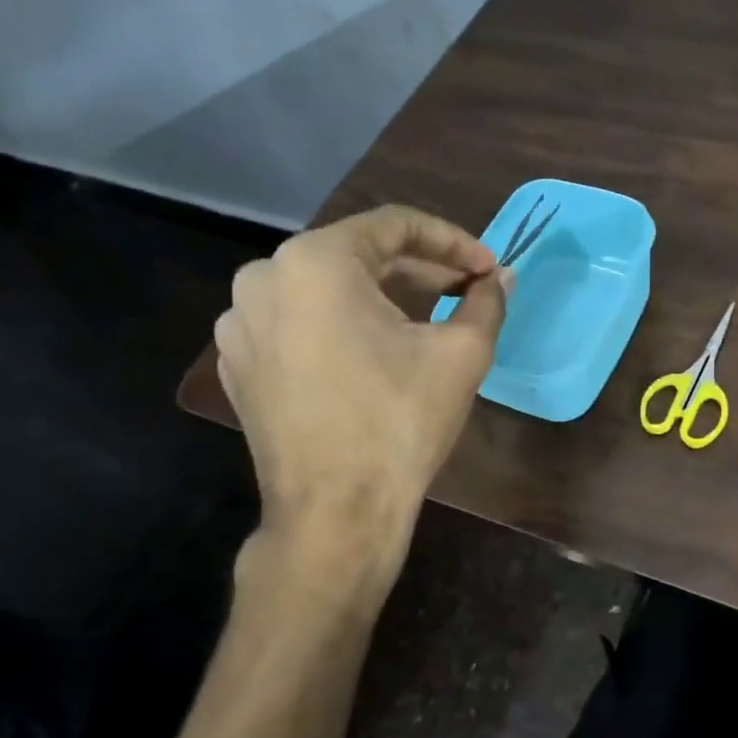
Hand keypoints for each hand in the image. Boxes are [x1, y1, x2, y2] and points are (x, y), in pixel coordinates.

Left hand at [214, 206, 506, 577]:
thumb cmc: (400, 422)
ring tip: (427, 321)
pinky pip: (299, 324)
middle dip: (420, 269)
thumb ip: (486, 302)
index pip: (394, 225)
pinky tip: (377, 354)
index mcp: (314, 261)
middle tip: (467, 291)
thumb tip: (500, 279)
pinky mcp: (238, 364)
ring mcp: (240, 324)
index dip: (453, 241)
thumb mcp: (461, 354)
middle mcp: (262, 278)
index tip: (489, 268)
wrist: (336, 513)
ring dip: (381, 297)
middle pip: (356, 255)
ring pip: (325, 290)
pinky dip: (342, 326)